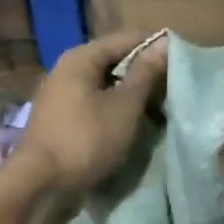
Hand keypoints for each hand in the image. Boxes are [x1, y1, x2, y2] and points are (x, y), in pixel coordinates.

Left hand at [12, 30, 167, 200]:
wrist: (40, 185)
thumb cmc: (86, 139)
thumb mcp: (125, 106)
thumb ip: (145, 73)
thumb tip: (165, 43)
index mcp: (82, 57)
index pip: (128, 38)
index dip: (156, 47)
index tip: (182, 61)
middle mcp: (67, 68)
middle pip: (115, 60)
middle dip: (144, 73)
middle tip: (174, 88)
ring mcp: (61, 94)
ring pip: (106, 84)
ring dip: (131, 94)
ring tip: (158, 107)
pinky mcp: (61, 117)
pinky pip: (95, 103)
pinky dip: (115, 108)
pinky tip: (132, 122)